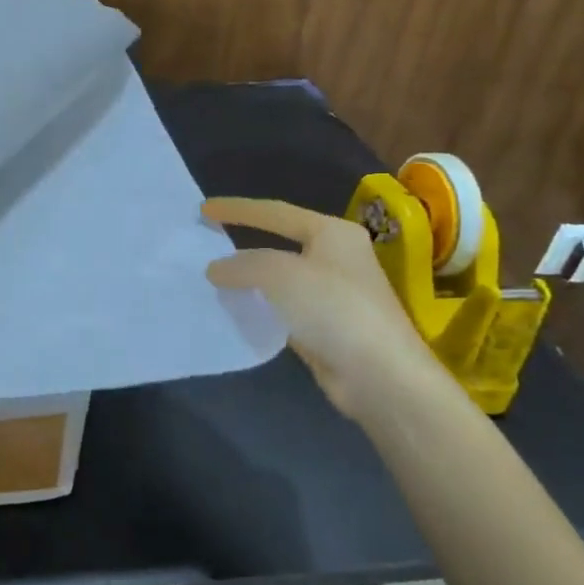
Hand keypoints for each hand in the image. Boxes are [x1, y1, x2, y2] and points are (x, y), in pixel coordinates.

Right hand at [202, 197, 445, 421]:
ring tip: (214, 279)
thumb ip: (243, 265)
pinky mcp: (326, 326)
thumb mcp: (280, 275)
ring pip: (279, 278)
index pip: (275, 212)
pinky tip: (237, 310)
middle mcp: (336, 257)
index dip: (237, 209)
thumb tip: (216, 269)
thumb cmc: (333, 309)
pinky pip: (282, 307)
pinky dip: (260, 306)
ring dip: (249, 279)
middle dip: (243, 243)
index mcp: (332, 233)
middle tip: (208, 242)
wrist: (379, 375)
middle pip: (279, 243)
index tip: (204, 209)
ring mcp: (333, 293)